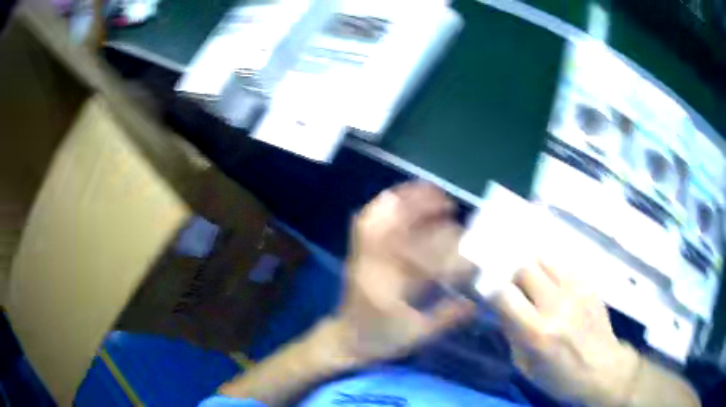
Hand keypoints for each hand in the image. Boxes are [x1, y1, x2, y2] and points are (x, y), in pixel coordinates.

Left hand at [333, 181, 475, 363]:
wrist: (346, 339)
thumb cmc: (381, 339)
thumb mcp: (417, 334)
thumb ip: (447, 317)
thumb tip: (476, 302)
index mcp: (386, 287)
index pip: (417, 256)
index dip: (443, 245)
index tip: (464, 239)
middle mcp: (371, 265)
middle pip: (393, 227)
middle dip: (421, 209)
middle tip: (448, 204)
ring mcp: (360, 255)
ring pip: (376, 217)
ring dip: (402, 201)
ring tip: (427, 191)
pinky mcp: (358, 252)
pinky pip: (365, 221)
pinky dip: (382, 205)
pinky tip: (400, 197)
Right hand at [491, 259, 640, 405]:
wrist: (602, 368)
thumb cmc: (560, 377)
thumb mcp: (526, 367)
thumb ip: (512, 335)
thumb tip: (501, 311)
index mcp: (538, 332)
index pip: (504, 295)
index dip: (493, 294)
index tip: (493, 300)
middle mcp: (556, 305)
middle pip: (524, 269)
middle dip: (514, 279)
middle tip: (517, 293)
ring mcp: (576, 290)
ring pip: (544, 259)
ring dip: (534, 270)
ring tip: (537, 286)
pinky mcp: (589, 284)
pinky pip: (564, 265)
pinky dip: (553, 272)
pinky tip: (556, 287)